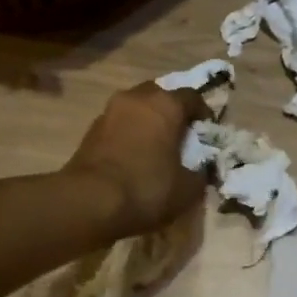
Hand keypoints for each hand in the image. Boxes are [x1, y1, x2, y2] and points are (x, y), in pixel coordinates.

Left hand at [64, 83, 210, 238]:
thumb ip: (200, 173)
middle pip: (160, 94)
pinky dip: (128, 133)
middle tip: (179, 135)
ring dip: (147, 120)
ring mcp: (110, 111)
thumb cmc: (146, 188)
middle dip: (171, 111)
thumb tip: (200, 169)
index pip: (192, 96)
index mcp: (166, 104)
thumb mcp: (187, 189)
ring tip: (154, 146)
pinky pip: (118, 123)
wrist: (89, 201)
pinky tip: (131, 156)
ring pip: (136, 107)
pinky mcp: (91, 129)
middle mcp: (137, 98)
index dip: (203, 113)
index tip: (206, 132)